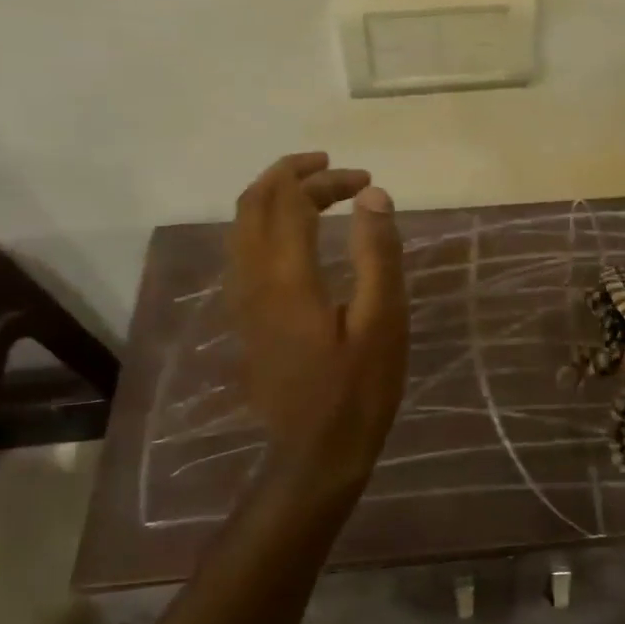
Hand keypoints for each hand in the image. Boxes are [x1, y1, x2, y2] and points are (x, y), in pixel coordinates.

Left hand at [225, 152, 407, 489]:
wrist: (316, 454)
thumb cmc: (358, 390)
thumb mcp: (383, 322)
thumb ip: (377, 254)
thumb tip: (372, 195)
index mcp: (286, 278)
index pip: (291, 202)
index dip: (325, 180)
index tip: (365, 179)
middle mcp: (253, 281)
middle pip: (254, 205)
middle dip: (291, 176)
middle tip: (333, 170)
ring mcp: (242, 302)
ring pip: (241, 227)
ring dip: (273, 197)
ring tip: (313, 191)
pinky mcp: (246, 319)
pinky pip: (242, 252)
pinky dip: (265, 225)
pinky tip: (295, 236)